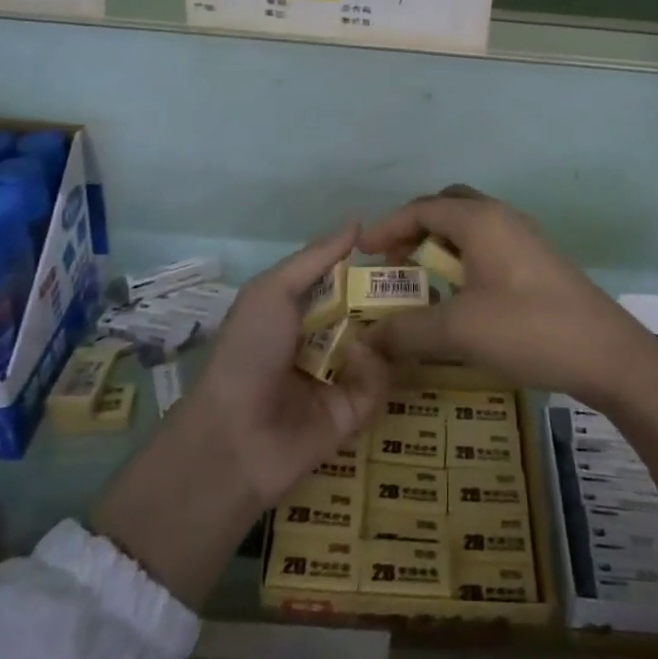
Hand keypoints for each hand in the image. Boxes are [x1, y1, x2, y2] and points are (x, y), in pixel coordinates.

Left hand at [186, 223, 390, 505]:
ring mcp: (341, 374)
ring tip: (409, 311)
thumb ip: (316, 257)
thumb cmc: (248, 350)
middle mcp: (324, 337)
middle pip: (369, 308)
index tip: (400, 245)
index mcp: (300, 308)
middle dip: (392, 293)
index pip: (345, 278)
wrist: (234, 437)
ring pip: (383, 341)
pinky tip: (362, 361)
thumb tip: (357, 222)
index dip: (369, 263)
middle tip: (423, 277)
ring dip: (390, 327)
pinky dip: (376, 367)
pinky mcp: (355, 410)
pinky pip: (380, 379)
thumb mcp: (272, 291)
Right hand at [357, 186, 656, 408]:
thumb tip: (366, 340)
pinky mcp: (537, 261)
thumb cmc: (527, 329)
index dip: (387, 226)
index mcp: (480, 220)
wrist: (606, 353)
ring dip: (439, 245)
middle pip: (447, 207)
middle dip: (414, 229)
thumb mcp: (458, 331)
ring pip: (470, 227)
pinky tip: (459, 295)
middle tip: (392, 261)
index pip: (421, 208)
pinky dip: (462, 258)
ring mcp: (524, 237)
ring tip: (419, 280)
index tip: (360, 251)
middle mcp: (501, 218)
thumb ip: (407, 330)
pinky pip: (488, 245)